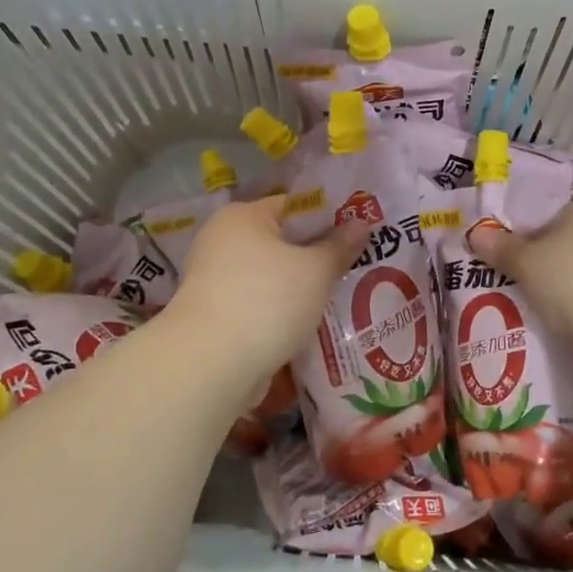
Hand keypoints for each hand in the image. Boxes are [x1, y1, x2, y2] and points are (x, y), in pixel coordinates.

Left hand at [163, 196, 368, 392]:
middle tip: (356, 267)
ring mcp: (216, 281)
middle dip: (317, 257)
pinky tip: (311, 326)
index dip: (329, 217)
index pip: (293, 206)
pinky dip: (282, 313)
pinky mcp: (217, 317)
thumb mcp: (315, 270)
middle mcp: (223, 242)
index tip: (359, 234)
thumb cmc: (266, 301)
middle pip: (282, 243)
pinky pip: (260, 305)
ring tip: (341, 299)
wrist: (211, 365)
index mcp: (242, 217)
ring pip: (272, 278)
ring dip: (300, 289)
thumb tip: (361, 223)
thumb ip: (339, 246)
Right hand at [468, 189, 572, 364]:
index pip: (552, 200)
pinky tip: (562, 314)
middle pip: (568, 232)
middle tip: (509, 268)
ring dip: (562, 277)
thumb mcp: (528, 263)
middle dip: (542, 251)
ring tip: (529, 295)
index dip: (524, 218)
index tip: (502, 238)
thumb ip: (502, 247)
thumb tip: (475, 233)